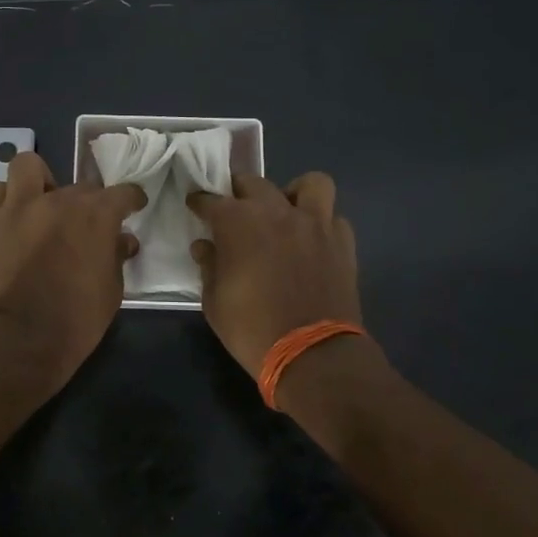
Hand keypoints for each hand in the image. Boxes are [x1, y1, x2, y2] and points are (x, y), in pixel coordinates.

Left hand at [0, 152, 147, 393]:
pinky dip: (7, 199)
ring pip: (28, 167)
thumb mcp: (112, 291)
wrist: (21, 339)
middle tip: (84, 226)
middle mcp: (59, 200)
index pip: (122, 193)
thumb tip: (123, 240)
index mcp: (95, 216)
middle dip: (87, 203)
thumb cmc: (77, 319)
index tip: (132, 207)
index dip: (131, 199)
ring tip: (42, 204)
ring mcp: (20, 207)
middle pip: (80, 186)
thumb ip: (117, 257)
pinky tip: (14, 218)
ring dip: (39, 181)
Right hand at [186, 172, 362, 379]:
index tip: (196, 206)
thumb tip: (204, 246)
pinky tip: (313, 240)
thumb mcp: (214, 303)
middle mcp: (276, 212)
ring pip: (309, 184)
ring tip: (286, 212)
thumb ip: (209, 266)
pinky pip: (333, 218)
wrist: (312, 353)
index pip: (211, 200)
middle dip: (240, 192)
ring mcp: (314, 223)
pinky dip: (322, 223)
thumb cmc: (252, 329)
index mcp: (238, 223)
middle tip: (236, 211)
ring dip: (294, 193)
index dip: (200, 202)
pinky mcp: (342, 242)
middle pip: (254, 183)